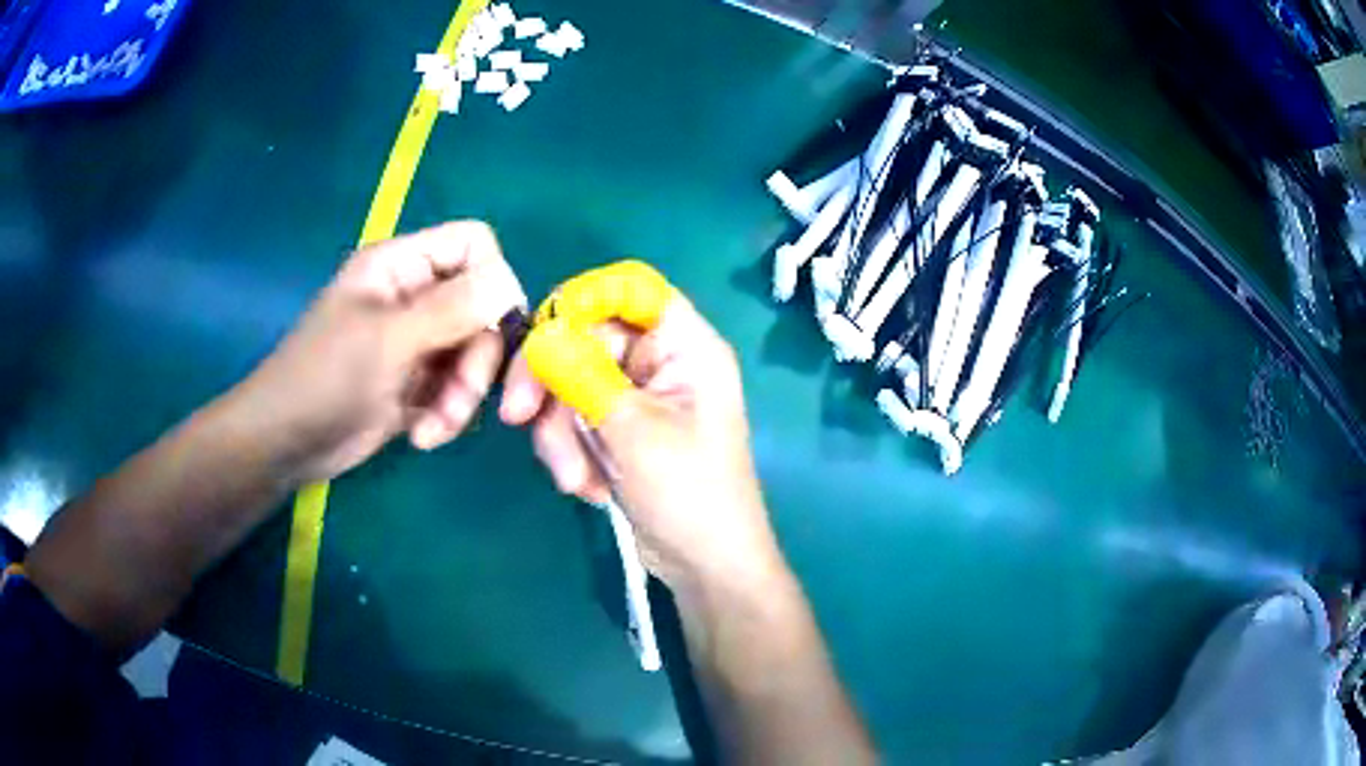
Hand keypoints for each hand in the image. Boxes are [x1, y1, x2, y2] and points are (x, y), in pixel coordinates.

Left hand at [232, 221, 525, 483]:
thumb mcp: (390, 339)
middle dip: (477, 359)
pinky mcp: (414, 383)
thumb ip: (453, 308)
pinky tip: (420, 436)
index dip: (494, 279)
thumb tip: (511, 286)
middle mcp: (413, 296)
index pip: (473, 245)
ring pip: (472, 355)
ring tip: (434, 427)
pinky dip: (446, 416)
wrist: (286, 444)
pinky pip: (454, 390)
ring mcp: (415, 341)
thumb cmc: (326, 378)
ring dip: (462, 397)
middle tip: (461, 395)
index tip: (497, 328)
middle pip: (481, 308)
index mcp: (402, 266)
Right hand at [500, 263, 783, 589]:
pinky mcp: (620, 429)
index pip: (631, 287)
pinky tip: (587, 487)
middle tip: (517, 417)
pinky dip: (571, 450)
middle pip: (586, 338)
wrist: (705, 567)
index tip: (543, 334)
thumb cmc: (688, 496)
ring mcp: (638, 397)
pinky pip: (577, 417)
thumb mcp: (632, 432)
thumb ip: (583, 375)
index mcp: (685, 346)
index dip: (583, 298)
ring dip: (561, 432)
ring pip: (572, 383)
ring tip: (575, 479)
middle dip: (552, 383)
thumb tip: (540, 333)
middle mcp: (661, 362)